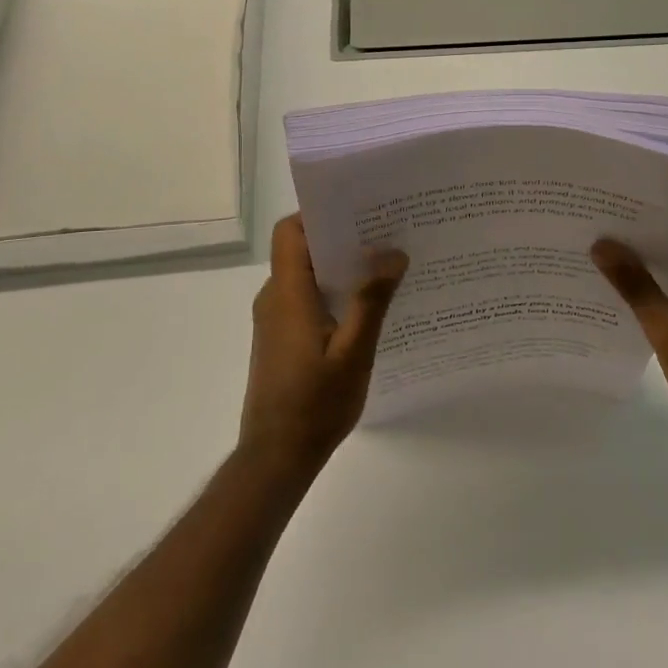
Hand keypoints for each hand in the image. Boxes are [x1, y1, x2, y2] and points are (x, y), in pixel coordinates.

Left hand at [241, 215, 407, 473]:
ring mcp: (276, 319)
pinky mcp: (281, 337)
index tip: (359, 210)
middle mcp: (275, 298)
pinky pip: (307, 298)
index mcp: (288, 293)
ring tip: (385, 266)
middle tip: (387, 234)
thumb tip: (392, 252)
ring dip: (342, 267)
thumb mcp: (354, 352)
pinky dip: (335, 292)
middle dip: (342, 237)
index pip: (291, 231)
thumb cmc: (315, 404)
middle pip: (302, 249)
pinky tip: (368, 306)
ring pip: (307, 275)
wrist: (276, 457)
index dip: (319, 213)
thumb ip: (372, 300)